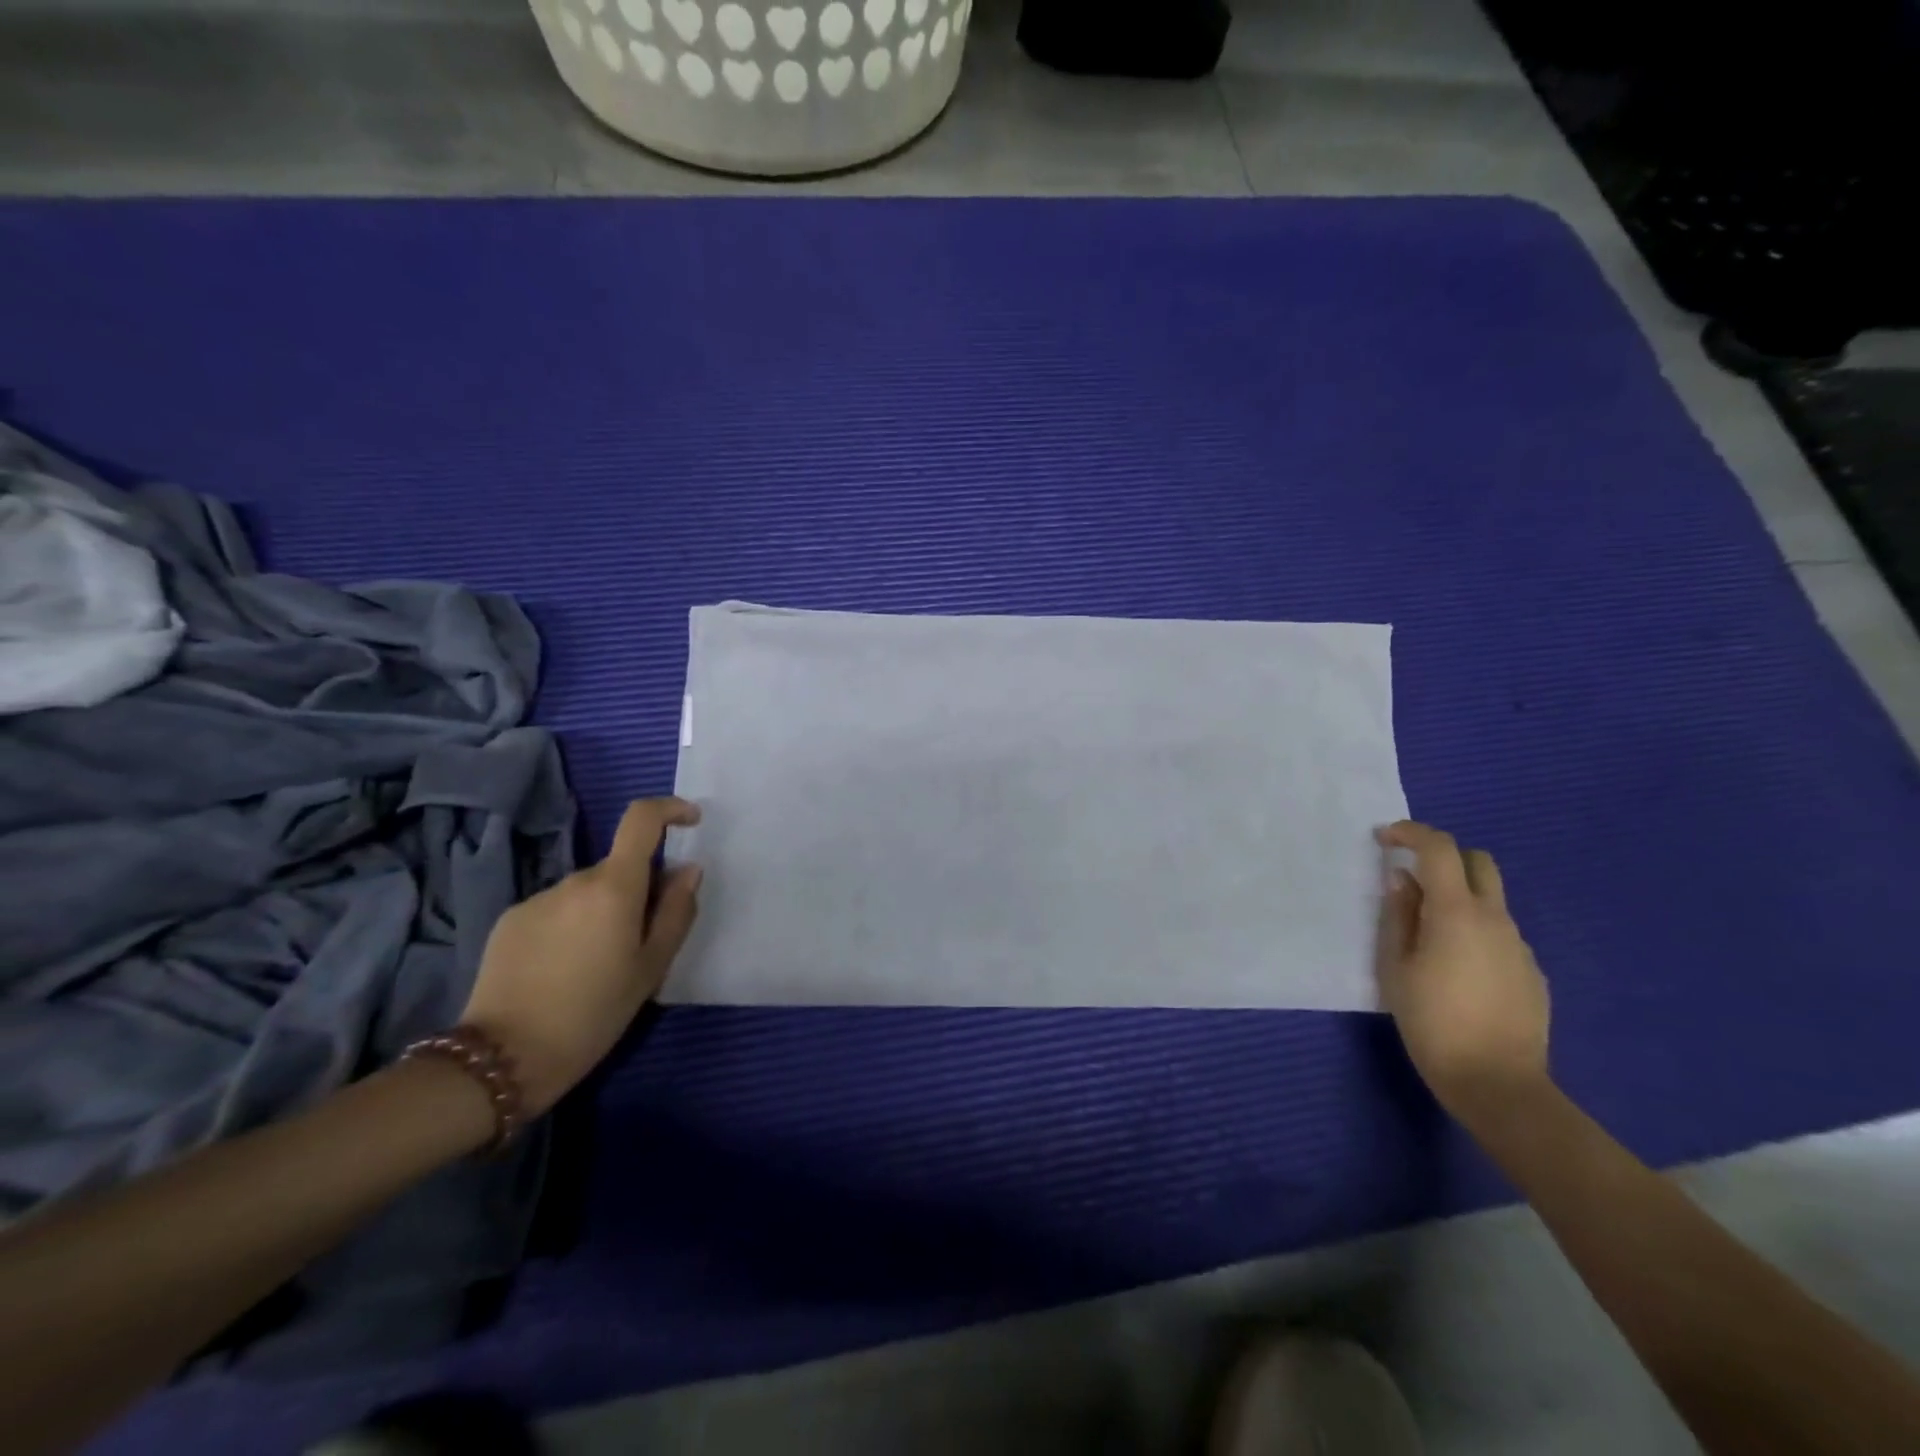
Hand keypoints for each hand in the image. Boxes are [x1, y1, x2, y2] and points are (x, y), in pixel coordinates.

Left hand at [460, 797, 702, 1116]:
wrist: (504, 1058)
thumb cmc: (594, 1013)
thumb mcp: (652, 967)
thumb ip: (677, 911)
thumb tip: (687, 870)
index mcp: (614, 887)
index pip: (641, 820)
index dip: (670, 810)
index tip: (690, 822)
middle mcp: (574, 880)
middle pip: (617, 868)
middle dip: (636, 890)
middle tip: (639, 942)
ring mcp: (537, 899)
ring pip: (586, 892)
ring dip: (601, 912)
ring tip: (596, 966)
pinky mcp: (509, 921)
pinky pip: (555, 910)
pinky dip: (570, 926)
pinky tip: (562, 970)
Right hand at [1375, 821, 1549, 1120]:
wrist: (1497, 1082)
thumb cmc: (1431, 1021)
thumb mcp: (1395, 966)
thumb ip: (1398, 916)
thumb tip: (1403, 881)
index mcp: (1455, 912)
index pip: (1439, 848)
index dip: (1410, 833)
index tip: (1384, 839)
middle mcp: (1495, 918)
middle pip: (1478, 862)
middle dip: (1444, 857)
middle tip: (1412, 877)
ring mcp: (1519, 945)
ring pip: (1490, 900)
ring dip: (1459, 898)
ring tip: (1429, 935)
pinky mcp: (1532, 972)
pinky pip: (1500, 934)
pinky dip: (1475, 931)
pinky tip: (1457, 969)